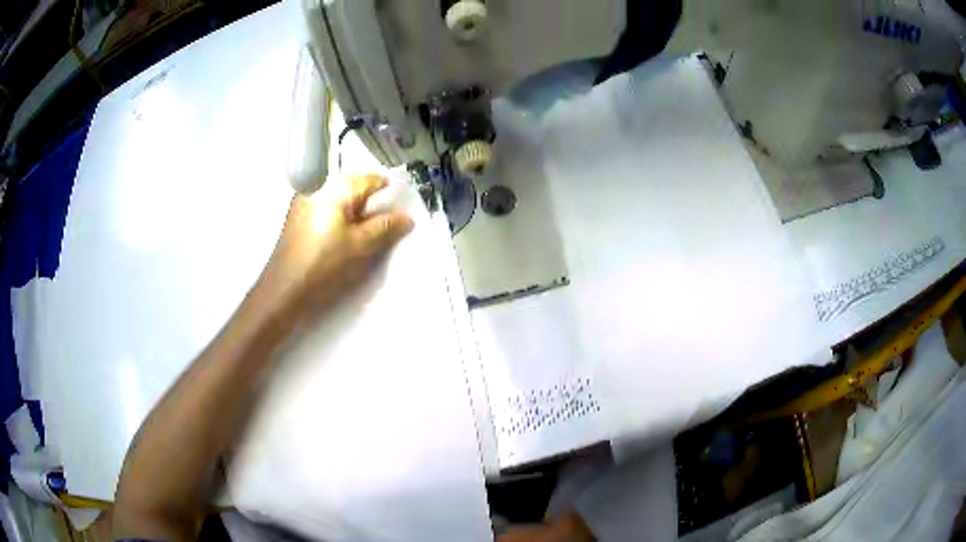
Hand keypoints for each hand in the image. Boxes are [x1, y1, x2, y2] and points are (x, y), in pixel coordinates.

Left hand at [262, 174, 413, 316]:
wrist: (284, 290)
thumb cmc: (324, 264)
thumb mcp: (361, 246)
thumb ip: (386, 227)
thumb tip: (407, 218)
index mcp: (334, 187)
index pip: (370, 179)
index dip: (389, 193)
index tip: (399, 212)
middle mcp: (317, 187)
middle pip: (353, 188)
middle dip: (370, 206)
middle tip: (383, 229)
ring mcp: (303, 202)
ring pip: (339, 201)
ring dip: (355, 215)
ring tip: (364, 238)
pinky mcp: (297, 219)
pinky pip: (325, 211)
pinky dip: (339, 221)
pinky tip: (342, 242)